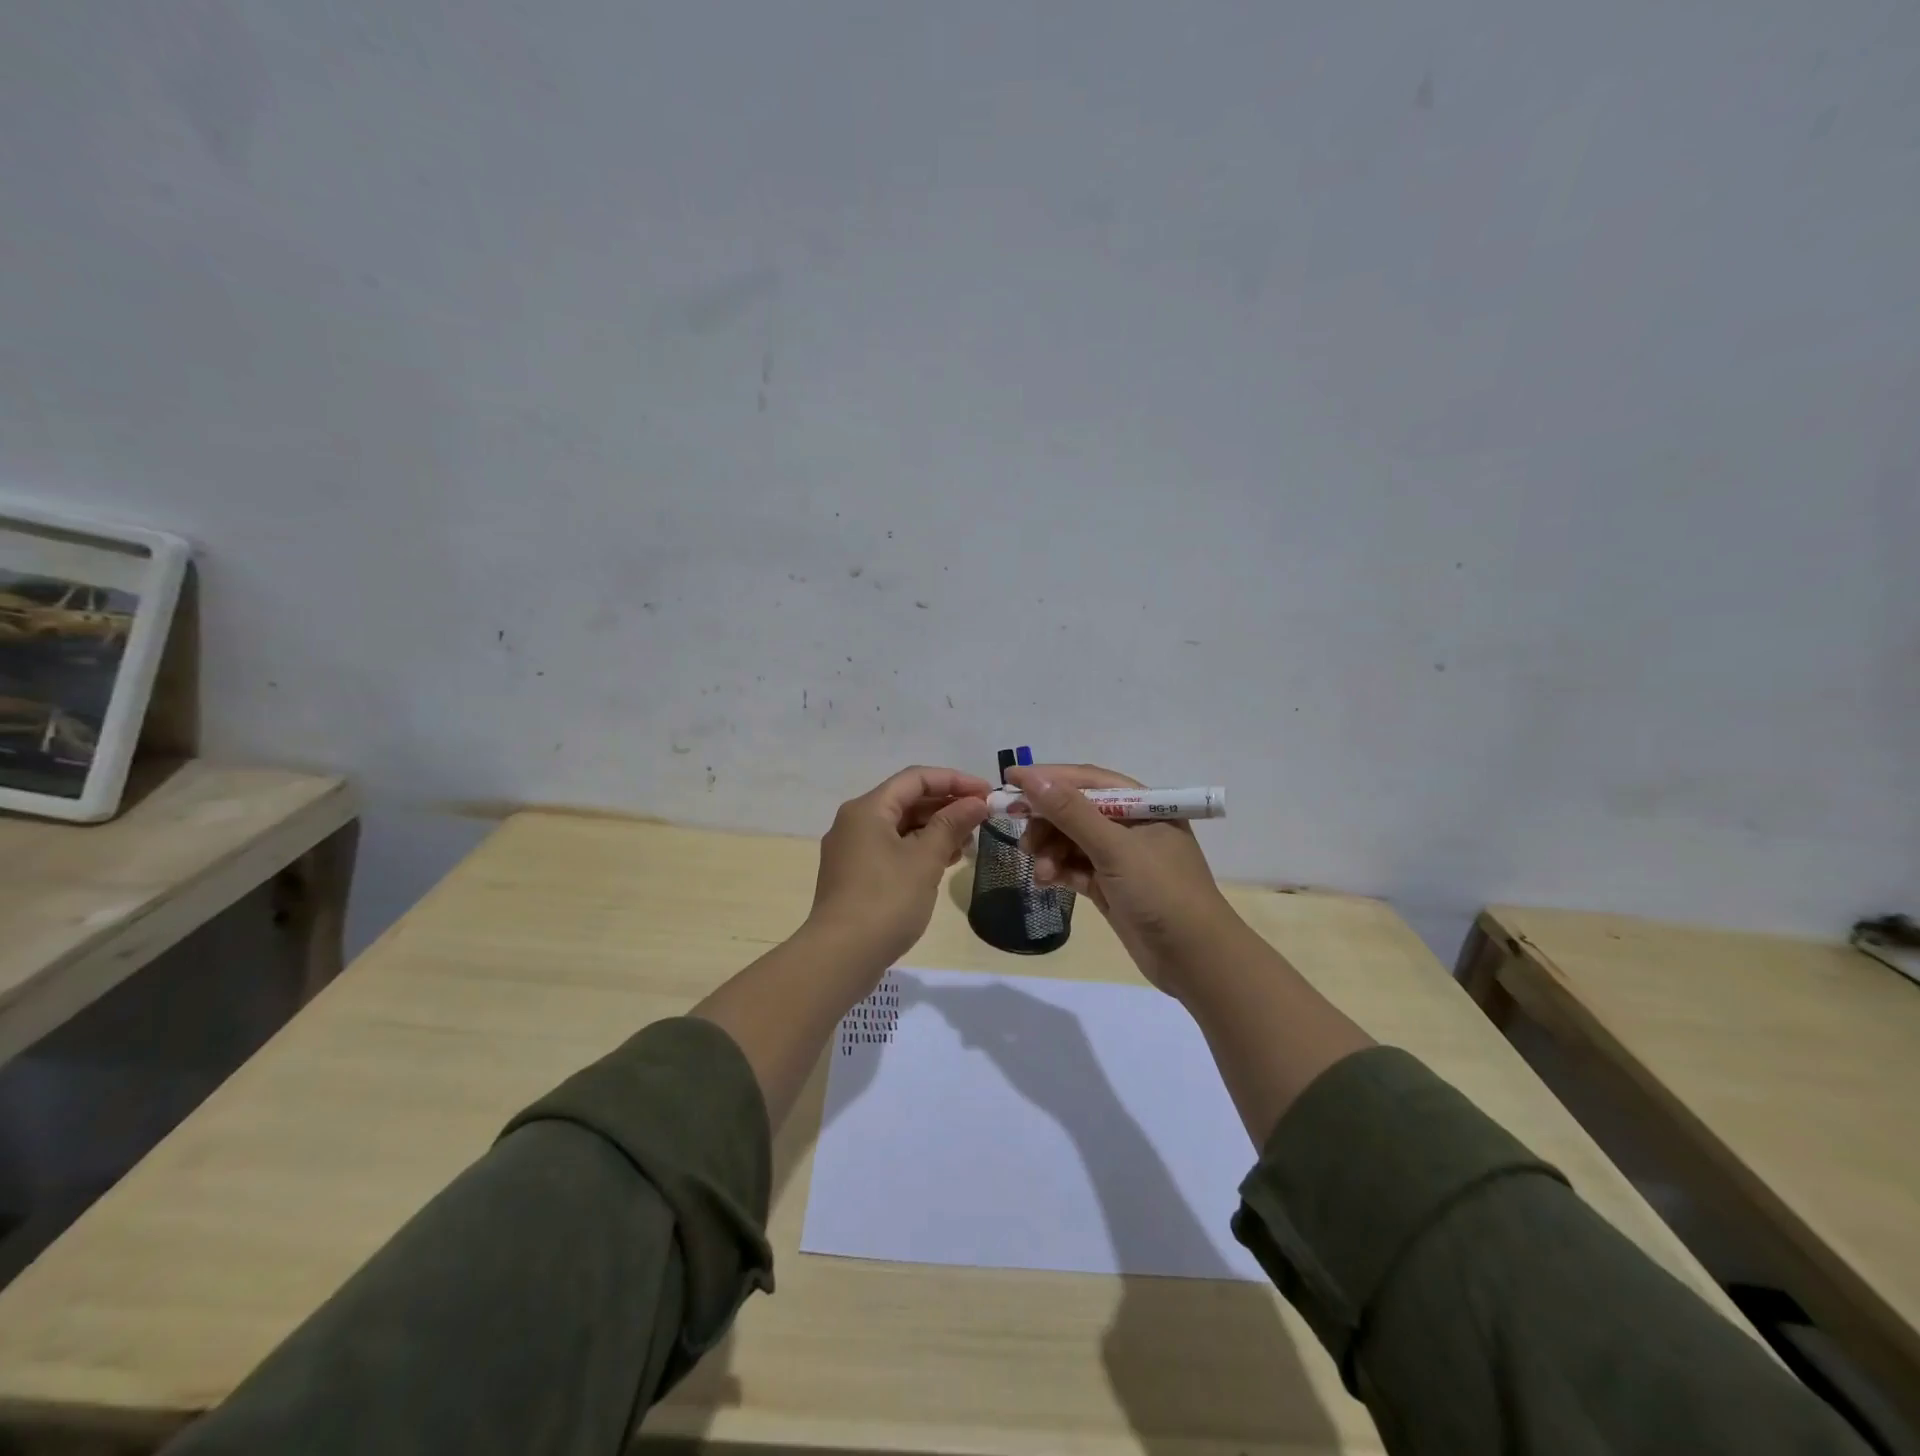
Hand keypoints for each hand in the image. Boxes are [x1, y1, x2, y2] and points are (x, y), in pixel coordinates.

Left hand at [807, 765, 991, 970]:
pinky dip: (919, 849)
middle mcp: (855, 822)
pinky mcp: (855, 875)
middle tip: (983, 818)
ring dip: (935, 829)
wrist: (841, 956)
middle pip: (907, 800)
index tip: (987, 793)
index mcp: (868, 808)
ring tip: (969, 843)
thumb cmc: (886, 900)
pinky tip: (945, 862)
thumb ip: (952, 825)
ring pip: (900, 826)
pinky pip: (892, 849)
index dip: (954, 781)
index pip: (916, 778)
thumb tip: (976, 802)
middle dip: (946, 805)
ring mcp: (852, 850)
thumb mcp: (925, 859)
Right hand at [1005, 763, 1239, 995]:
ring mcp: (1121, 858)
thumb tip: (1032, 779)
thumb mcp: (1115, 849)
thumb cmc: (1161, 893)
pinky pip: (1075, 868)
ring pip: (1072, 842)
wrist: (1195, 960)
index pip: (1087, 780)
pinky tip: (1045, 882)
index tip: (1010, 780)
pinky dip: (1058, 871)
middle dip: (1046, 821)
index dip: (1048, 778)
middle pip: (1075, 811)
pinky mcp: (1111, 886)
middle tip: (1020, 836)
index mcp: (1142, 805)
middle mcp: (1131, 826)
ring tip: (1040, 871)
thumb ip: (1072, 813)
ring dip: (1050, 851)